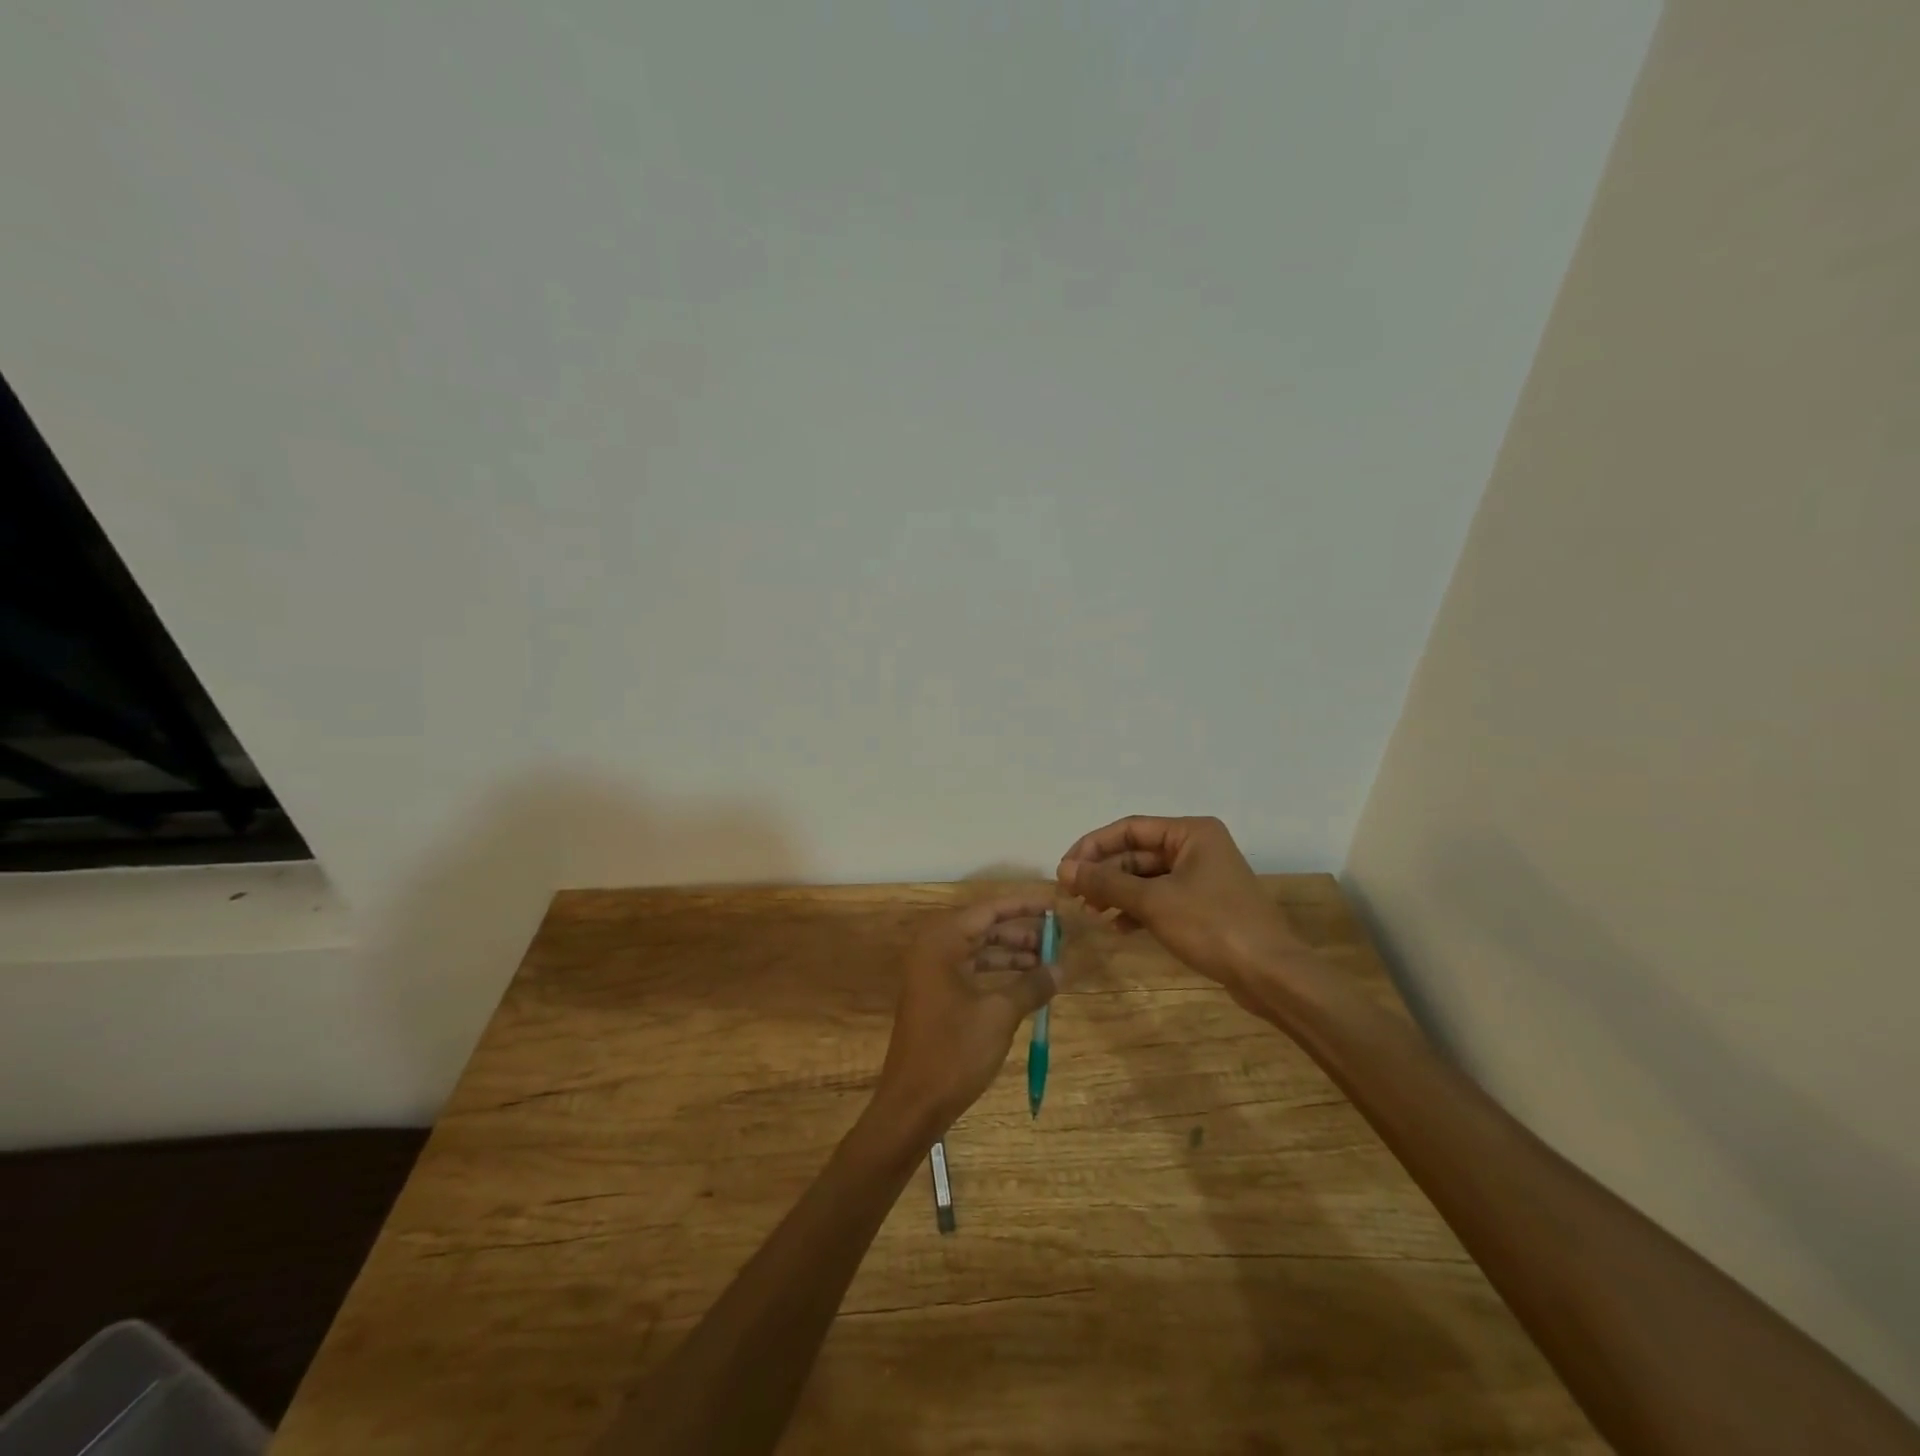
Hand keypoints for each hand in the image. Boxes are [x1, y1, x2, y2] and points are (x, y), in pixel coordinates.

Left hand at [872, 895, 1058, 1135]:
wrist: (913, 1104)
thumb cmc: (954, 1051)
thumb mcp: (1000, 1015)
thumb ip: (1031, 985)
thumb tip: (1061, 968)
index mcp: (942, 943)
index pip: (988, 910)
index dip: (1023, 907)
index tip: (1054, 906)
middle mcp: (933, 949)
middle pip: (983, 928)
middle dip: (1020, 932)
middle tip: (1056, 938)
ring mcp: (932, 974)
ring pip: (978, 951)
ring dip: (1011, 955)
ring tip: (1047, 962)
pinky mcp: (936, 996)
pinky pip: (972, 971)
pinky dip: (998, 974)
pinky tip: (1025, 985)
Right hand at [1056, 816, 1315, 1007]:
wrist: (1271, 974)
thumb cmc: (1212, 926)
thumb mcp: (1153, 901)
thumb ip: (1106, 882)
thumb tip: (1064, 869)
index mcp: (1191, 832)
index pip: (1129, 828)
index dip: (1092, 846)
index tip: (1064, 869)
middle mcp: (1197, 847)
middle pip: (1137, 852)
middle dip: (1104, 873)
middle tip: (1074, 895)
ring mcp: (1202, 877)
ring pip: (1147, 877)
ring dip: (1118, 892)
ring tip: (1092, 912)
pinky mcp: (1204, 905)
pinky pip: (1161, 897)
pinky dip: (1138, 909)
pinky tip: (1119, 928)